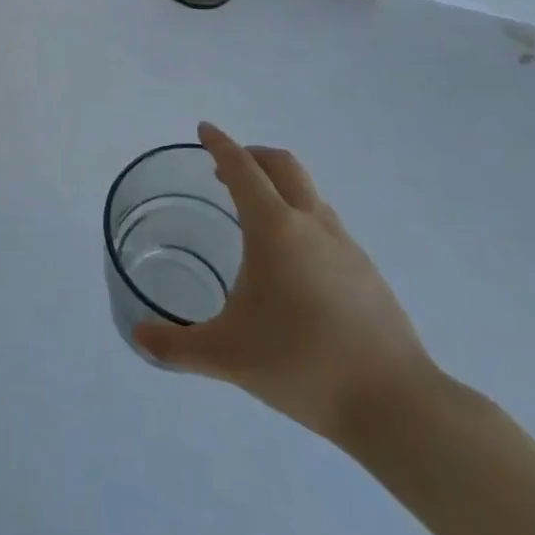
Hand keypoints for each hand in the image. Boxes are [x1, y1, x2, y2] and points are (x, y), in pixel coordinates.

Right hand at [134, 123, 436, 446]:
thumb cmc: (301, 364)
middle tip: (225, 168)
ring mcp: (346, 247)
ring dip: (279, 187)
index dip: (220, 145)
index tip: (204, 129)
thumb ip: (176, 346)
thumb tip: (138, 337)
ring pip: (309, 194)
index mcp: (274, 229)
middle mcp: (311, 225)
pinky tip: (294, 263)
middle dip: (252, 155)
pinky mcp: (368, 273)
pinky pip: (327, 225)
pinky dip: (302, 219)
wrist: (396, 405)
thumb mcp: (226, 356)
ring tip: (256, 216)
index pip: (242, 169)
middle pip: (283, 166)